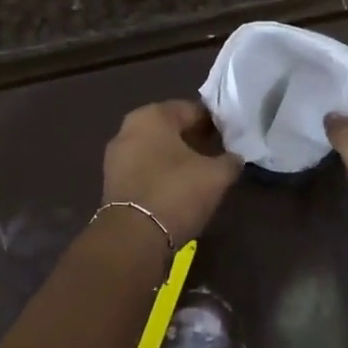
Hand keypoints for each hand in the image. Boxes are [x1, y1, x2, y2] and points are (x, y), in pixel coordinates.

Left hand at [101, 100, 242, 244]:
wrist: (132, 238)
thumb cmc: (176, 193)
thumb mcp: (216, 176)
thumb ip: (230, 161)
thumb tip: (234, 158)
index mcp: (151, 116)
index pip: (191, 109)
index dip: (214, 122)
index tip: (230, 137)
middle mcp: (128, 129)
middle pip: (170, 129)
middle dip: (193, 139)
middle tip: (217, 154)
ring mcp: (116, 156)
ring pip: (155, 150)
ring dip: (176, 158)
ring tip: (200, 174)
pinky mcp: (112, 182)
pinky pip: (144, 169)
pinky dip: (161, 174)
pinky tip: (179, 190)